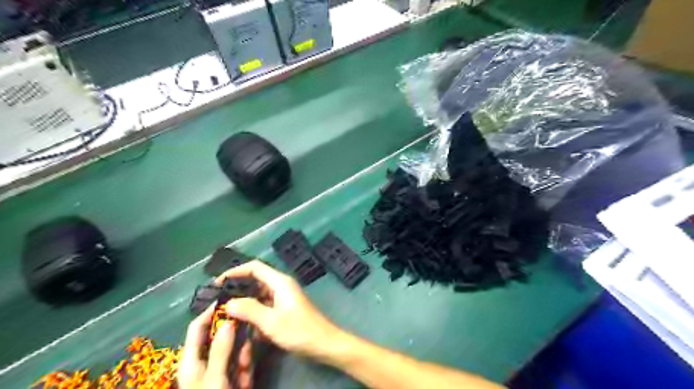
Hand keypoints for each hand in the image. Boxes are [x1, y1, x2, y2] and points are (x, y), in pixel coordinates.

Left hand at [177, 304, 253, 388]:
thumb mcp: (215, 380)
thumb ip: (221, 350)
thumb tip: (227, 321)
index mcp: (191, 361)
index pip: (197, 328)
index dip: (210, 312)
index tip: (229, 299)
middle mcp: (203, 362)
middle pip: (219, 337)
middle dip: (234, 338)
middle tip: (248, 331)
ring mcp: (218, 371)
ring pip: (233, 351)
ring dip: (242, 358)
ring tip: (245, 374)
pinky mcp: (230, 378)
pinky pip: (239, 365)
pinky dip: (245, 370)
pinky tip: (247, 382)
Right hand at [216, 260, 342, 359]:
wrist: (324, 343)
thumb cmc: (299, 330)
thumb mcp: (271, 322)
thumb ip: (249, 310)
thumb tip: (229, 303)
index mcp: (280, 282)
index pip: (255, 267)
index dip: (235, 271)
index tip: (218, 282)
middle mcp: (281, 285)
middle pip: (256, 280)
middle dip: (238, 288)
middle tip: (219, 301)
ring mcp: (284, 297)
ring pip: (259, 295)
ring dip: (245, 303)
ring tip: (227, 314)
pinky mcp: (285, 309)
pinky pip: (265, 305)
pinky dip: (254, 312)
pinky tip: (244, 325)